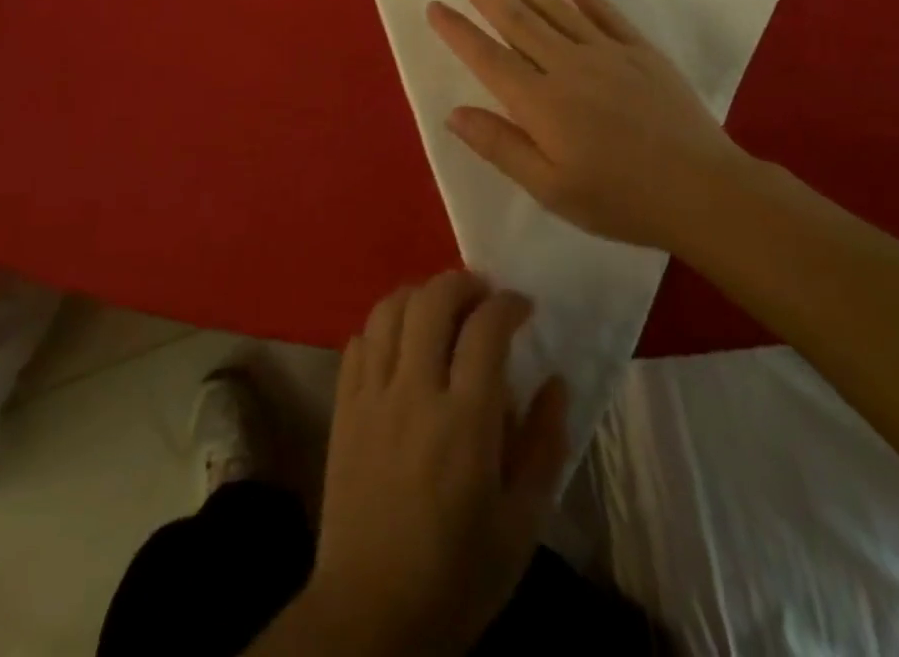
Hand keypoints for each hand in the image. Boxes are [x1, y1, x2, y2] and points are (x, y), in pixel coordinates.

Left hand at [307, 271, 568, 655]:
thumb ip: (544, 447)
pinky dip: (382, 326)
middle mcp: (415, 392)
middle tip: (483, 294)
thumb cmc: (457, 576)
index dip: (508, 304)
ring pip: (389, 309)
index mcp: (465, 422)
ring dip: (419, 294)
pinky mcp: (343, 406)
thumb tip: (556, 382)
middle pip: (432, 301)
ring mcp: (372, 395)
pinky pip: (359, 340)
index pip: (486, 330)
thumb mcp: (521, 526)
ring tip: (441, 308)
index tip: (523, 305)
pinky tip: (399, 342)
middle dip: (462, 282)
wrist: (370, 616)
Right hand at [427, 0, 762, 247]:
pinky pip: (604, 11)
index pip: (487, 57)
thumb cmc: (620, 199)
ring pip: (554, 5)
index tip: (434, 5)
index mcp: (541, 102)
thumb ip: (501, 146)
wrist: (703, 191)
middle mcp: (567, 66)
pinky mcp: (640, 50)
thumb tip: (454, 113)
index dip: (458, 30)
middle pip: (516, 19)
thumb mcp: (551, 189)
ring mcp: (606, 52)